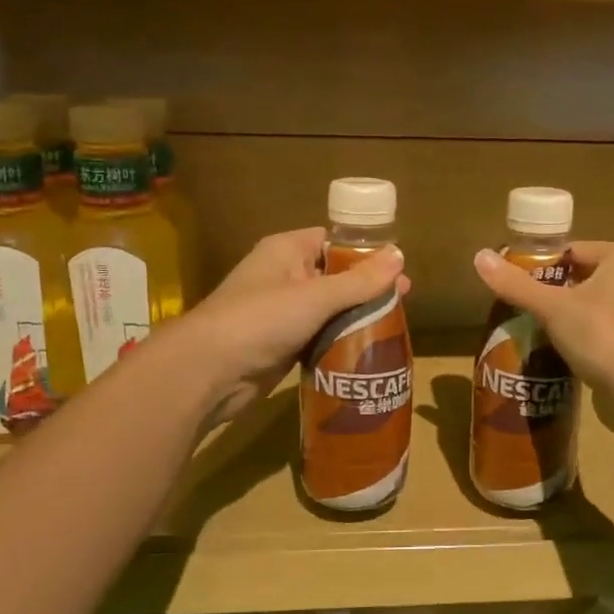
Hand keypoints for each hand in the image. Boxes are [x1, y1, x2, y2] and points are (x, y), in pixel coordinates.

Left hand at [177, 228, 407, 424]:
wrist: (209, 371)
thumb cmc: (261, 320)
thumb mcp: (317, 296)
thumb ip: (360, 280)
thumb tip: (400, 256)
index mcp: (287, 251)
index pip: (333, 241)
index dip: (366, 252)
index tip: (398, 268)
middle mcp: (283, 276)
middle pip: (335, 277)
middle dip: (366, 289)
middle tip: (403, 301)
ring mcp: (281, 312)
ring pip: (328, 310)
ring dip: (355, 318)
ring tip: (394, 327)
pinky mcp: (281, 344)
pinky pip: (318, 336)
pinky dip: (339, 341)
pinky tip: (366, 351)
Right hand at [473, 240, 613, 392]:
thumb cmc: (602, 336)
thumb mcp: (553, 308)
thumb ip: (516, 284)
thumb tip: (478, 257)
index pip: (573, 251)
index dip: (542, 268)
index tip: (518, 287)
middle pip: (585, 276)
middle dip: (556, 293)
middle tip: (525, 311)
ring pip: (597, 303)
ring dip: (572, 315)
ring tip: (540, 331)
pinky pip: (609, 326)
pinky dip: (589, 333)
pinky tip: (567, 349)